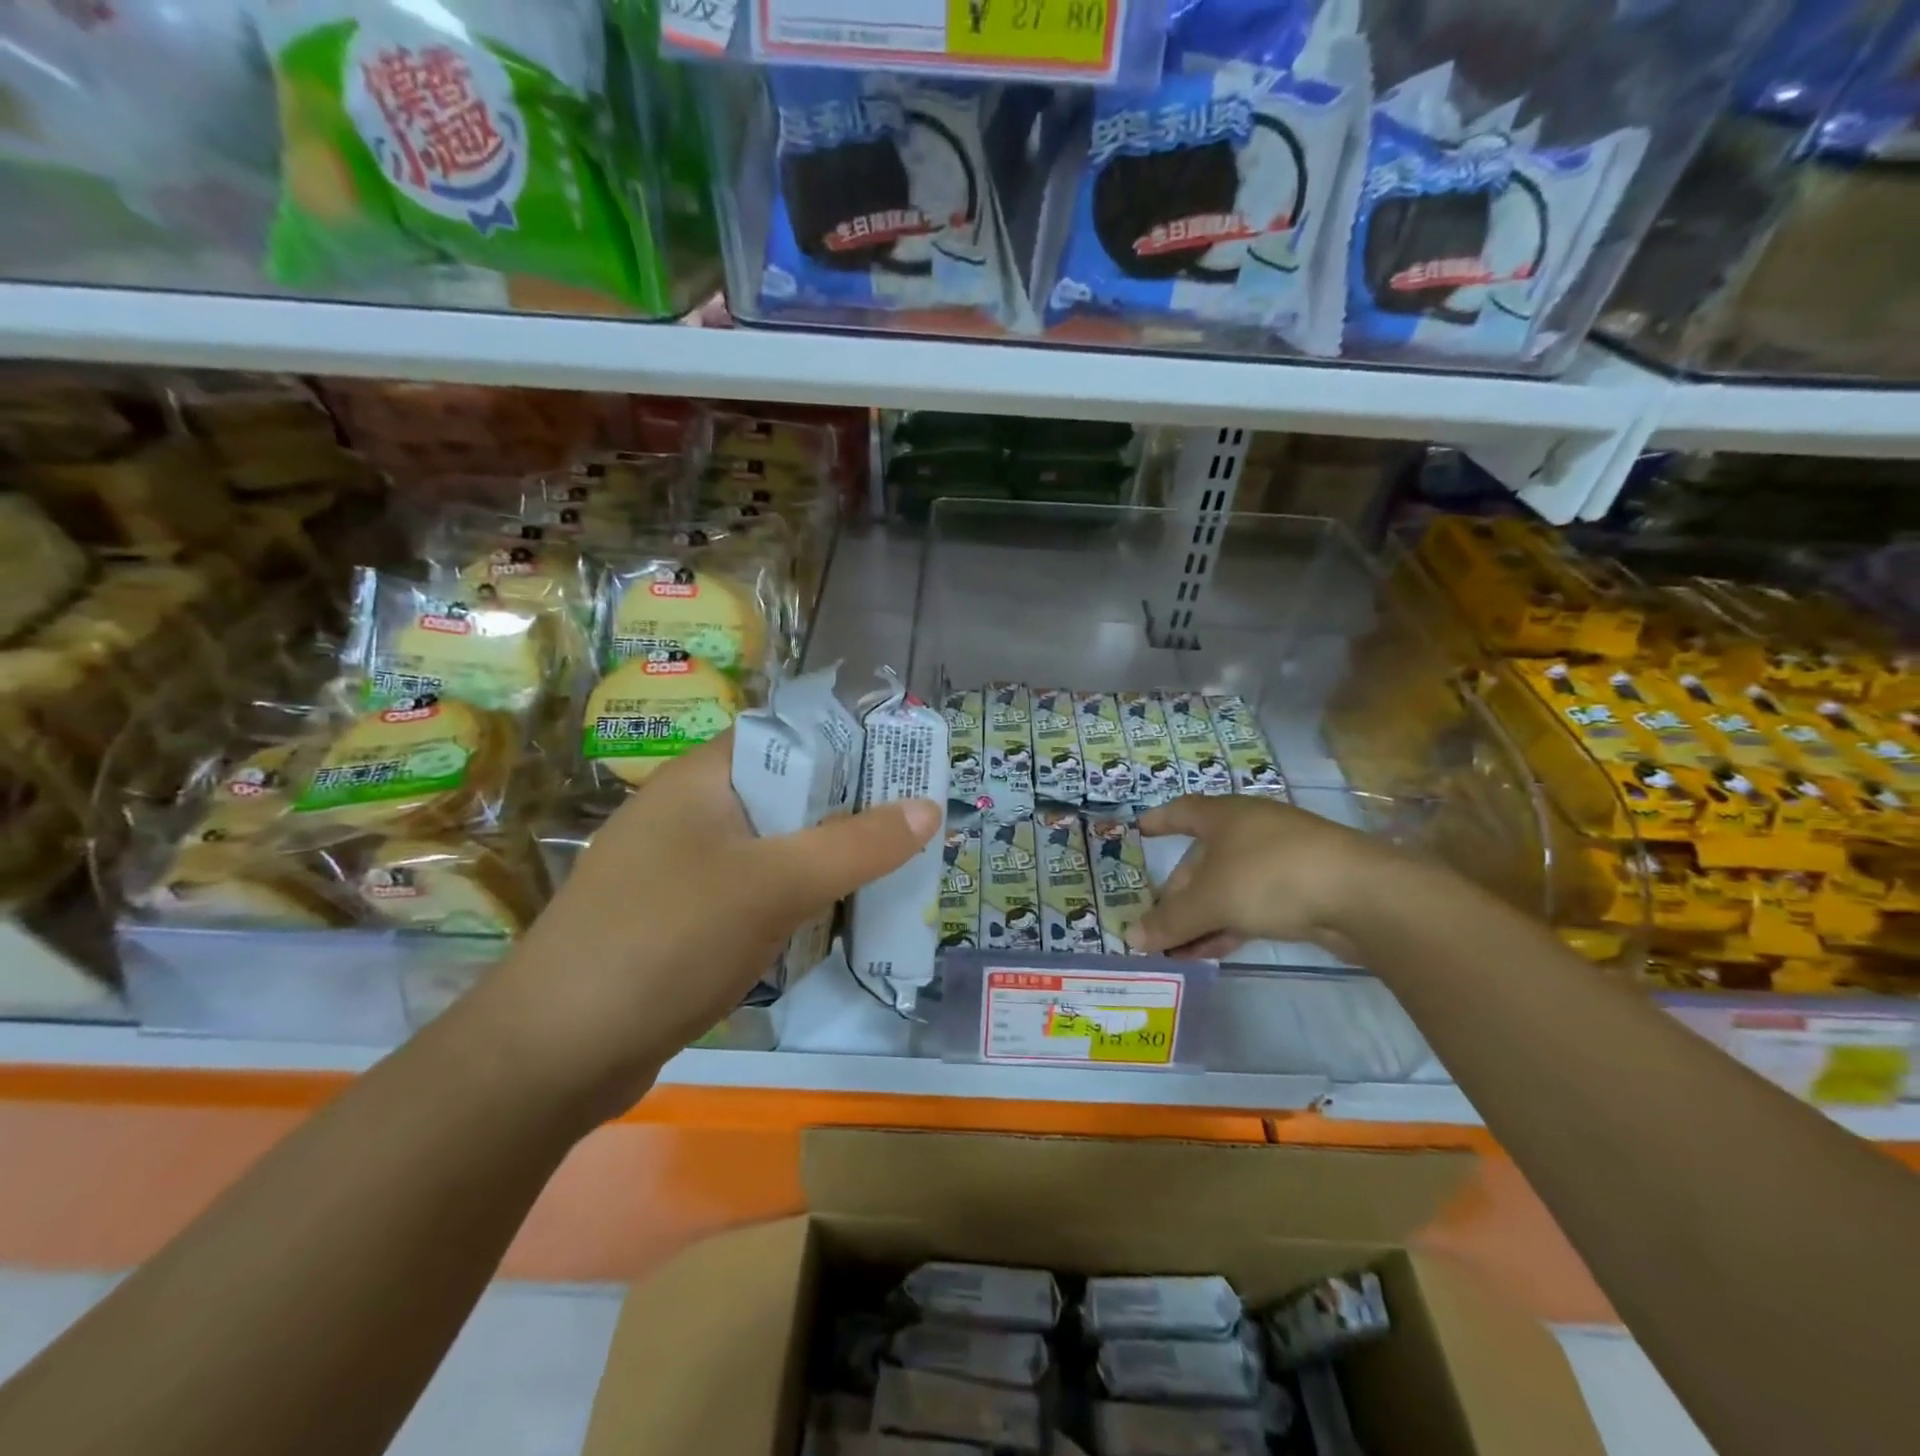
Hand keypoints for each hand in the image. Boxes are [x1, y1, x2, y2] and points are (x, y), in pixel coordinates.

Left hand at [477, 733, 939, 1121]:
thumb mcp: (774, 885)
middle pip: (785, 796)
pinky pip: (749, 895)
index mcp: (701, 779)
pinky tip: (825, 926)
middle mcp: (687, 813)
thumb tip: (929, 807)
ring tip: (884, 878)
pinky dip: (789, 903)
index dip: (848, 748)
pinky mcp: (675, 921)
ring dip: (821, 864)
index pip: (787, 737)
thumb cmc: (667, 941)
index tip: (904, 774)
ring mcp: (677, 869)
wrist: (552, 1055)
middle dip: (846, 815)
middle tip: (909, 833)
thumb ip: (857, 845)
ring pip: (769, 850)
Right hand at [1125, 794, 1385, 960]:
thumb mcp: (1210, 901)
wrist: (1360, 895)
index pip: (1182, 811)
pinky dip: (1230, 923)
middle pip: (1202, 859)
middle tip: (1157, 924)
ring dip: (1202, 916)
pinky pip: (1253, 903)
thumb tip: (1131, 937)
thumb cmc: (1270, 877)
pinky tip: (1214, 950)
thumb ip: (1170, 921)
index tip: (1139, 831)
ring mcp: (1280, 858)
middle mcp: (1250, 830)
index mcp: (1224, 816)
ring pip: (1228, 885)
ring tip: (1179, 949)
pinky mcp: (1303, 887)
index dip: (1159, 821)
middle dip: (1178, 893)